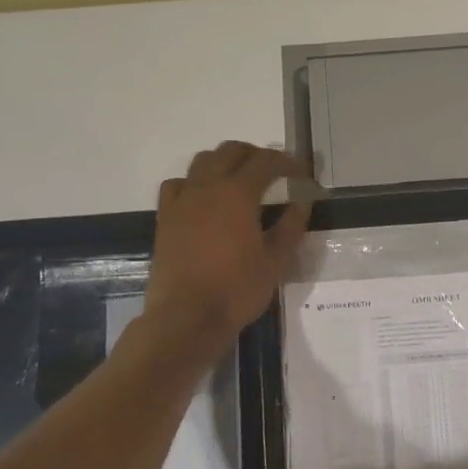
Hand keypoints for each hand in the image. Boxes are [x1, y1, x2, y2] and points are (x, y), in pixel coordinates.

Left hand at [144, 142, 311, 351]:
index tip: (302, 173)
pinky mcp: (165, 218)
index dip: (287, 162)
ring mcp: (182, 200)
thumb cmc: (237, 290)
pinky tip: (204, 198)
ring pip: (202, 161)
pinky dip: (195, 181)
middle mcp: (207, 187)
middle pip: (232, 151)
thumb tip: (302, 203)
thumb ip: (291, 227)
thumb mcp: (276, 262)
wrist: (187, 317)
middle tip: (274, 172)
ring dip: (225, 162)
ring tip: (240, 179)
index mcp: (238, 194)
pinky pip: (178, 184)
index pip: (266, 162)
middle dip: (256, 155)